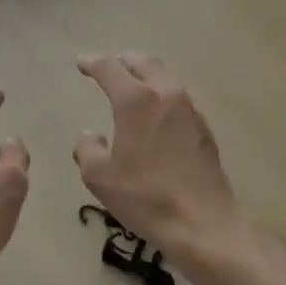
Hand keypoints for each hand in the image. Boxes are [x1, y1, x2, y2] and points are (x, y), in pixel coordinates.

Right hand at [73, 54, 239, 252]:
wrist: (201, 222)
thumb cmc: (145, 197)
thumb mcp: (100, 177)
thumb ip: (87, 149)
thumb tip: (90, 136)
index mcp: (137, 101)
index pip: (110, 70)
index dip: (93, 63)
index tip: (81, 63)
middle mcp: (166, 95)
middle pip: (145, 64)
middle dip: (125, 61)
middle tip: (111, 65)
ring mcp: (190, 111)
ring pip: (166, 79)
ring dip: (147, 75)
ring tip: (134, 84)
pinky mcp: (204, 129)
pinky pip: (179, 100)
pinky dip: (163, 96)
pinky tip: (157, 114)